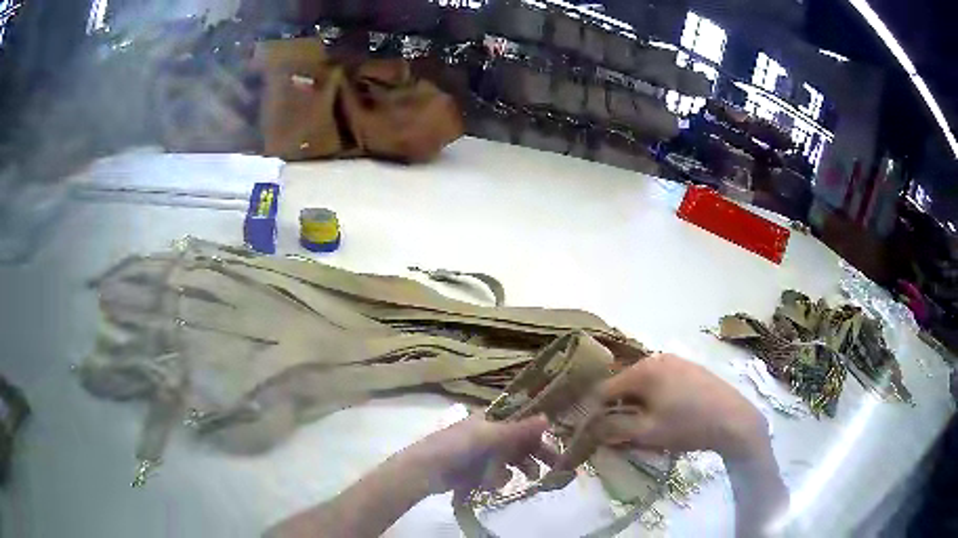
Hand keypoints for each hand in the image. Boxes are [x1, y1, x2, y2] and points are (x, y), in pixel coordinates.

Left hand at [402, 414, 557, 495]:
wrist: (425, 471)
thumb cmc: (457, 447)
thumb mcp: (490, 436)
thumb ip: (519, 429)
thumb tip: (547, 418)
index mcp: (491, 419)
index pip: (522, 421)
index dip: (539, 431)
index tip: (557, 442)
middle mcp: (489, 434)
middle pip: (519, 442)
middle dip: (535, 453)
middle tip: (554, 465)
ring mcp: (482, 453)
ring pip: (510, 459)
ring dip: (521, 467)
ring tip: (531, 478)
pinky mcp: (476, 471)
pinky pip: (496, 474)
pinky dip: (499, 478)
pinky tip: (495, 483)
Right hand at [596, 353, 768, 459]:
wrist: (735, 420)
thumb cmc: (688, 426)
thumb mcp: (647, 433)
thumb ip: (614, 429)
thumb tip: (591, 427)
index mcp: (644, 370)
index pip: (604, 390)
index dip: (595, 413)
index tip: (595, 433)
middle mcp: (657, 358)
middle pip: (625, 385)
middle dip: (619, 409)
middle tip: (623, 434)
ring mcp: (677, 360)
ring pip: (644, 384)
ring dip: (638, 405)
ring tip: (646, 427)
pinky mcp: (691, 368)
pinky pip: (662, 382)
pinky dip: (656, 398)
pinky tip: (669, 415)